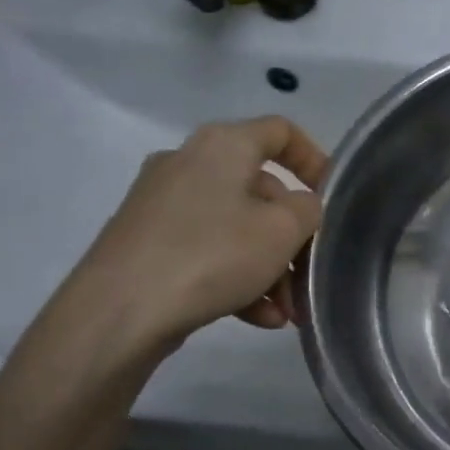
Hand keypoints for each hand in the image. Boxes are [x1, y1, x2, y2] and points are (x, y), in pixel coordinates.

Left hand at [69, 118, 327, 350]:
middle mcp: (188, 163)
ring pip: (235, 227)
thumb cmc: (211, 255)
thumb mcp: (282, 230)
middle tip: (309, 275)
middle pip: (260, 191)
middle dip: (292, 236)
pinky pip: (207, 251)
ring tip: (287, 312)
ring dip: (269, 267)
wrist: (116, 312)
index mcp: (222, 145)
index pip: (280, 131)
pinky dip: (236, 278)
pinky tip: (259, 318)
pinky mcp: (146, 242)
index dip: (314, 159)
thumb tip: (300, 207)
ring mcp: (162, 204)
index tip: (332, 196)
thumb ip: (307, 210)